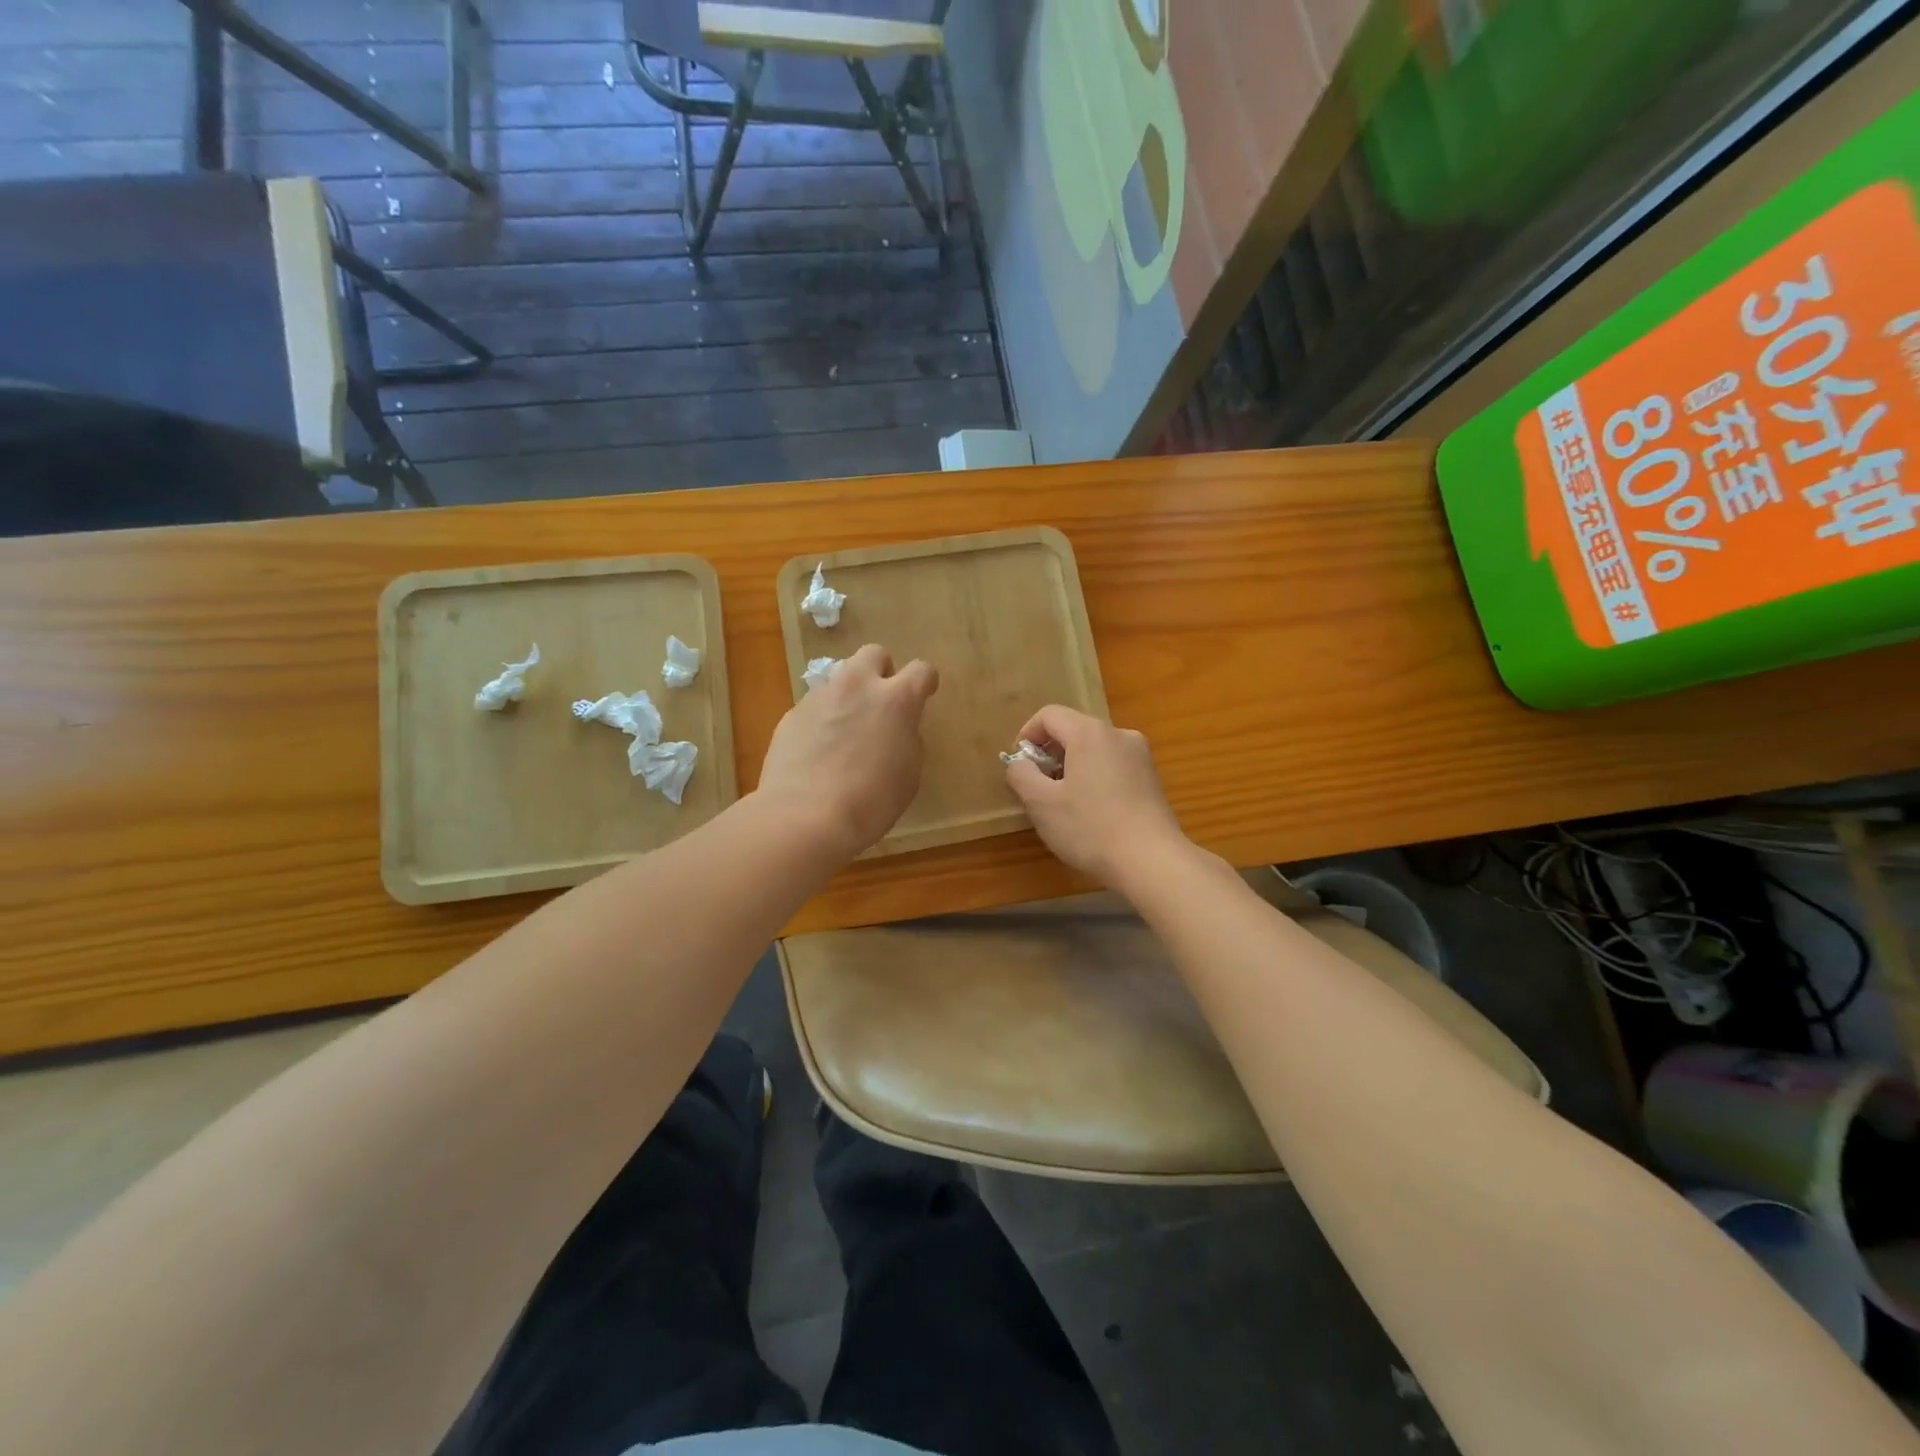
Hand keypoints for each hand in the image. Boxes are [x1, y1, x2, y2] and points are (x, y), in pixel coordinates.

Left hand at [757, 644, 938, 860]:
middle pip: (874, 654)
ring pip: (840, 678)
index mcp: (896, 700)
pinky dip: (822, 720)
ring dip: (849, 695)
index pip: (921, 670)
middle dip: (881, 672)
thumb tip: (898, 729)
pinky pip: (815, 706)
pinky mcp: (792, 714)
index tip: (924, 695)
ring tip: (846, 731)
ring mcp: (820, 696)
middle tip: (880, 703)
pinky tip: (819, 751)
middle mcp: (857, 686)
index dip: (925, 683)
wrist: (805, 816)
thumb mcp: (908, 774)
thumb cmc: (871, 801)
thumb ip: (907, 740)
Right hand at [1004, 705, 1188, 889]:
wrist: (1152, 861)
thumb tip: (1020, 762)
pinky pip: (1114, 765)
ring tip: (1064, 801)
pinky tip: (1092, 811)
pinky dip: (1095, 777)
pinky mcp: (1152, 778)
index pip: (1049, 715)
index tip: (1019, 765)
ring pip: (1095, 749)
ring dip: (1072, 766)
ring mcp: (1140, 756)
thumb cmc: (1090, 828)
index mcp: (1090, 733)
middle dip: (1050, 753)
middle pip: (1074, 729)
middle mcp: (1119, 734)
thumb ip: (1021, 774)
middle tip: (1038, 786)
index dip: (1027, 734)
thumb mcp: (1041, 803)